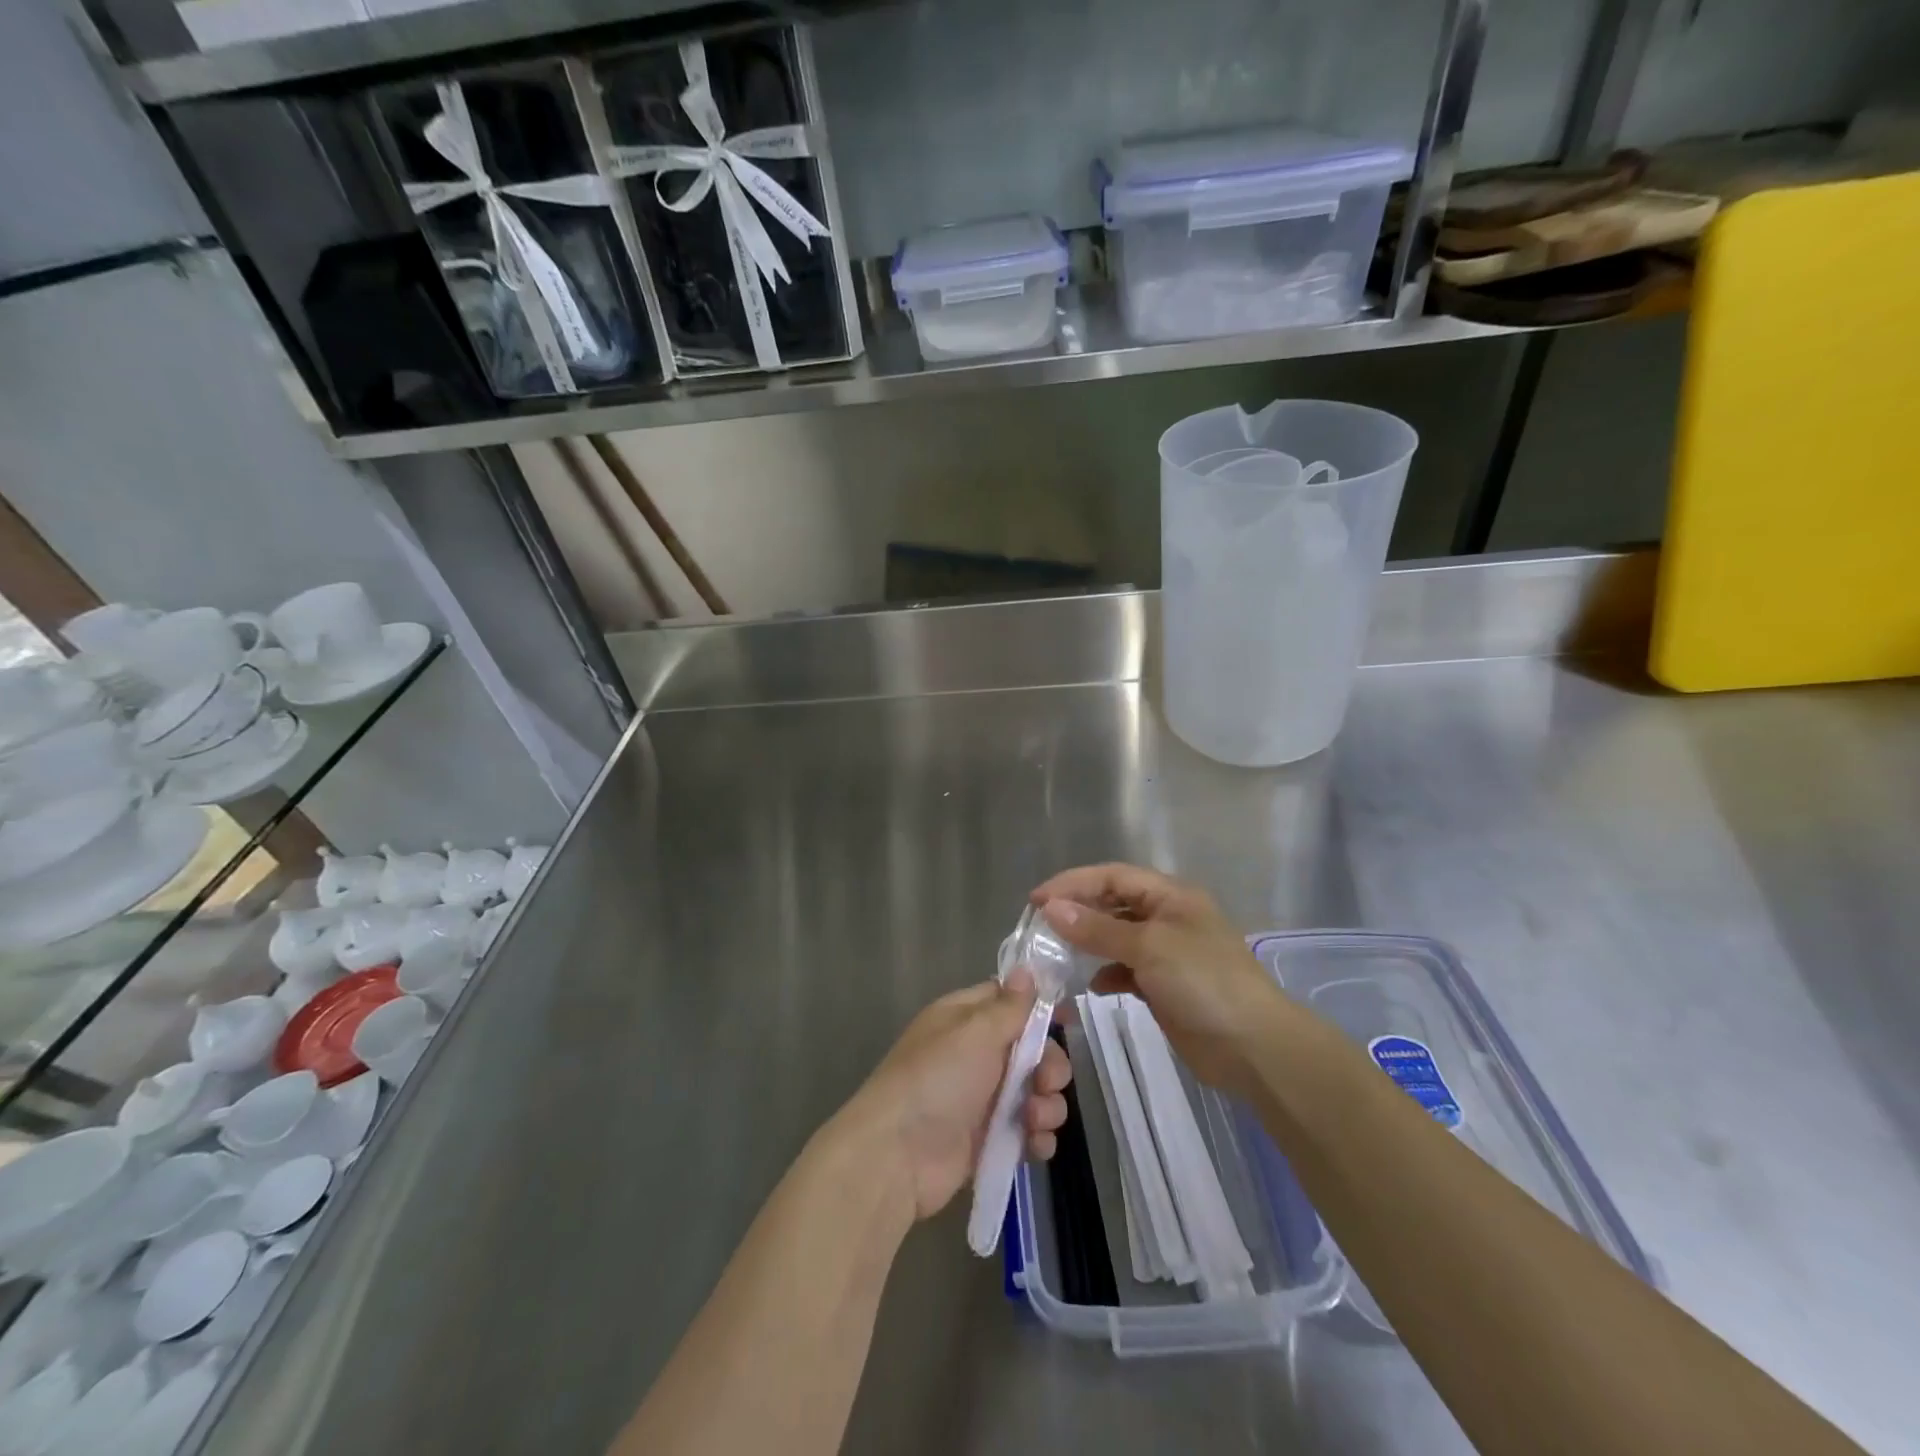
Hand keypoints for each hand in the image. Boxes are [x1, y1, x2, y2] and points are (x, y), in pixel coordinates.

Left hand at [838, 971, 1070, 1222]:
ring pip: (1036, 1092)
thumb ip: (1008, 1006)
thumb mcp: (975, 1032)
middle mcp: (977, 1054)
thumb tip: (1026, 970)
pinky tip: (1034, 1144)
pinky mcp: (990, 1140)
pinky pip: (1028, 1131)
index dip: (1041, 1007)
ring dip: (1046, 1105)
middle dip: (1050, 1065)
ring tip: (1033, 1119)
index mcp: (966, 1018)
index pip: (1010, 1000)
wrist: (897, 1156)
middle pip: (1033, 1050)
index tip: (1068, 1019)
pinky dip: (1037, 1137)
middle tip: (1046, 1081)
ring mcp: (984, 1099)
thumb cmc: (936, 1080)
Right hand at [1033, 863, 1290, 1099]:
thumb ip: (1097, 928)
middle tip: (1041, 925)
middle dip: (1078, 911)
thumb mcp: (1148, 947)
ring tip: (1058, 954)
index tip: (1037, 900)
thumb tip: (1051, 909)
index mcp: (1171, 896)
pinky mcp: (1165, 986)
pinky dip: (1107, 974)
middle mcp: (1168, 918)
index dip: (1073, 883)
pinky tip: (1093, 986)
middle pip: (1113, 903)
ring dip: (1089, 943)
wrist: (1253, 1047)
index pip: (1113, 876)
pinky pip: (1126, 970)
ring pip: (1117, 938)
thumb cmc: (1203, 982)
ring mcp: (1168, 953)